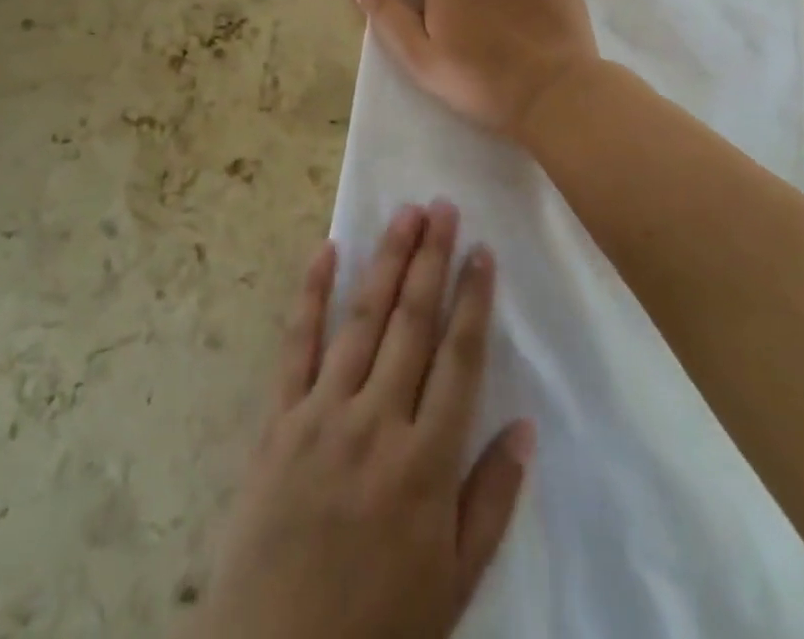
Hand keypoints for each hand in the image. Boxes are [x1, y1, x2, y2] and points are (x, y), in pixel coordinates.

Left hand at [183, 204, 533, 638]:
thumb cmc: (377, 626)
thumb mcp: (454, 584)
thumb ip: (491, 501)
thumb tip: (525, 426)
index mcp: (425, 463)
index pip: (459, 359)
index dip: (473, 300)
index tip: (482, 251)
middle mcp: (376, 422)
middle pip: (411, 322)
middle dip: (430, 259)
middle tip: (442, 207)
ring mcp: (322, 413)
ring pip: (362, 319)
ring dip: (385, 261)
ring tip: (404, 214)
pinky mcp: (278, 418)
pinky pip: (296, 344)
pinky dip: (311, 293)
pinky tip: (326, 250)